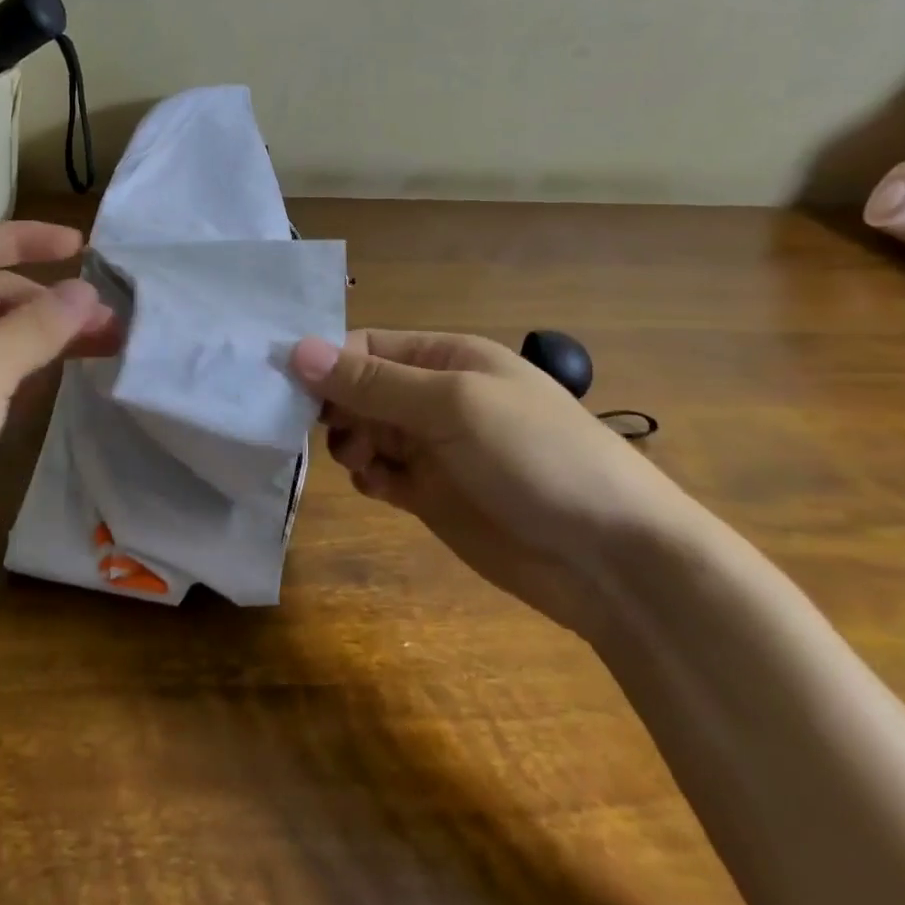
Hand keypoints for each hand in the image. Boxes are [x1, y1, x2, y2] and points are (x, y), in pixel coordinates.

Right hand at [289, 330, 697, 635]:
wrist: (613, 558)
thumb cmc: (535, 456)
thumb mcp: (453, 405)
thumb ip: (373, 382)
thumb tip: (296, 349)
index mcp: (447, 357)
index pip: (367, 346)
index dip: (328, 363)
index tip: (291, 390)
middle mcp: (436, 396)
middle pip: (361, 388)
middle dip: (337, 406)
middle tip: (326, 432)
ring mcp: (434, 447)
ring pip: (365, 431)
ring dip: (351, 442)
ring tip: (362, 462)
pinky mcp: (433, 494)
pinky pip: (382, 472)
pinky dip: (370, 476)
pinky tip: (378, 487)